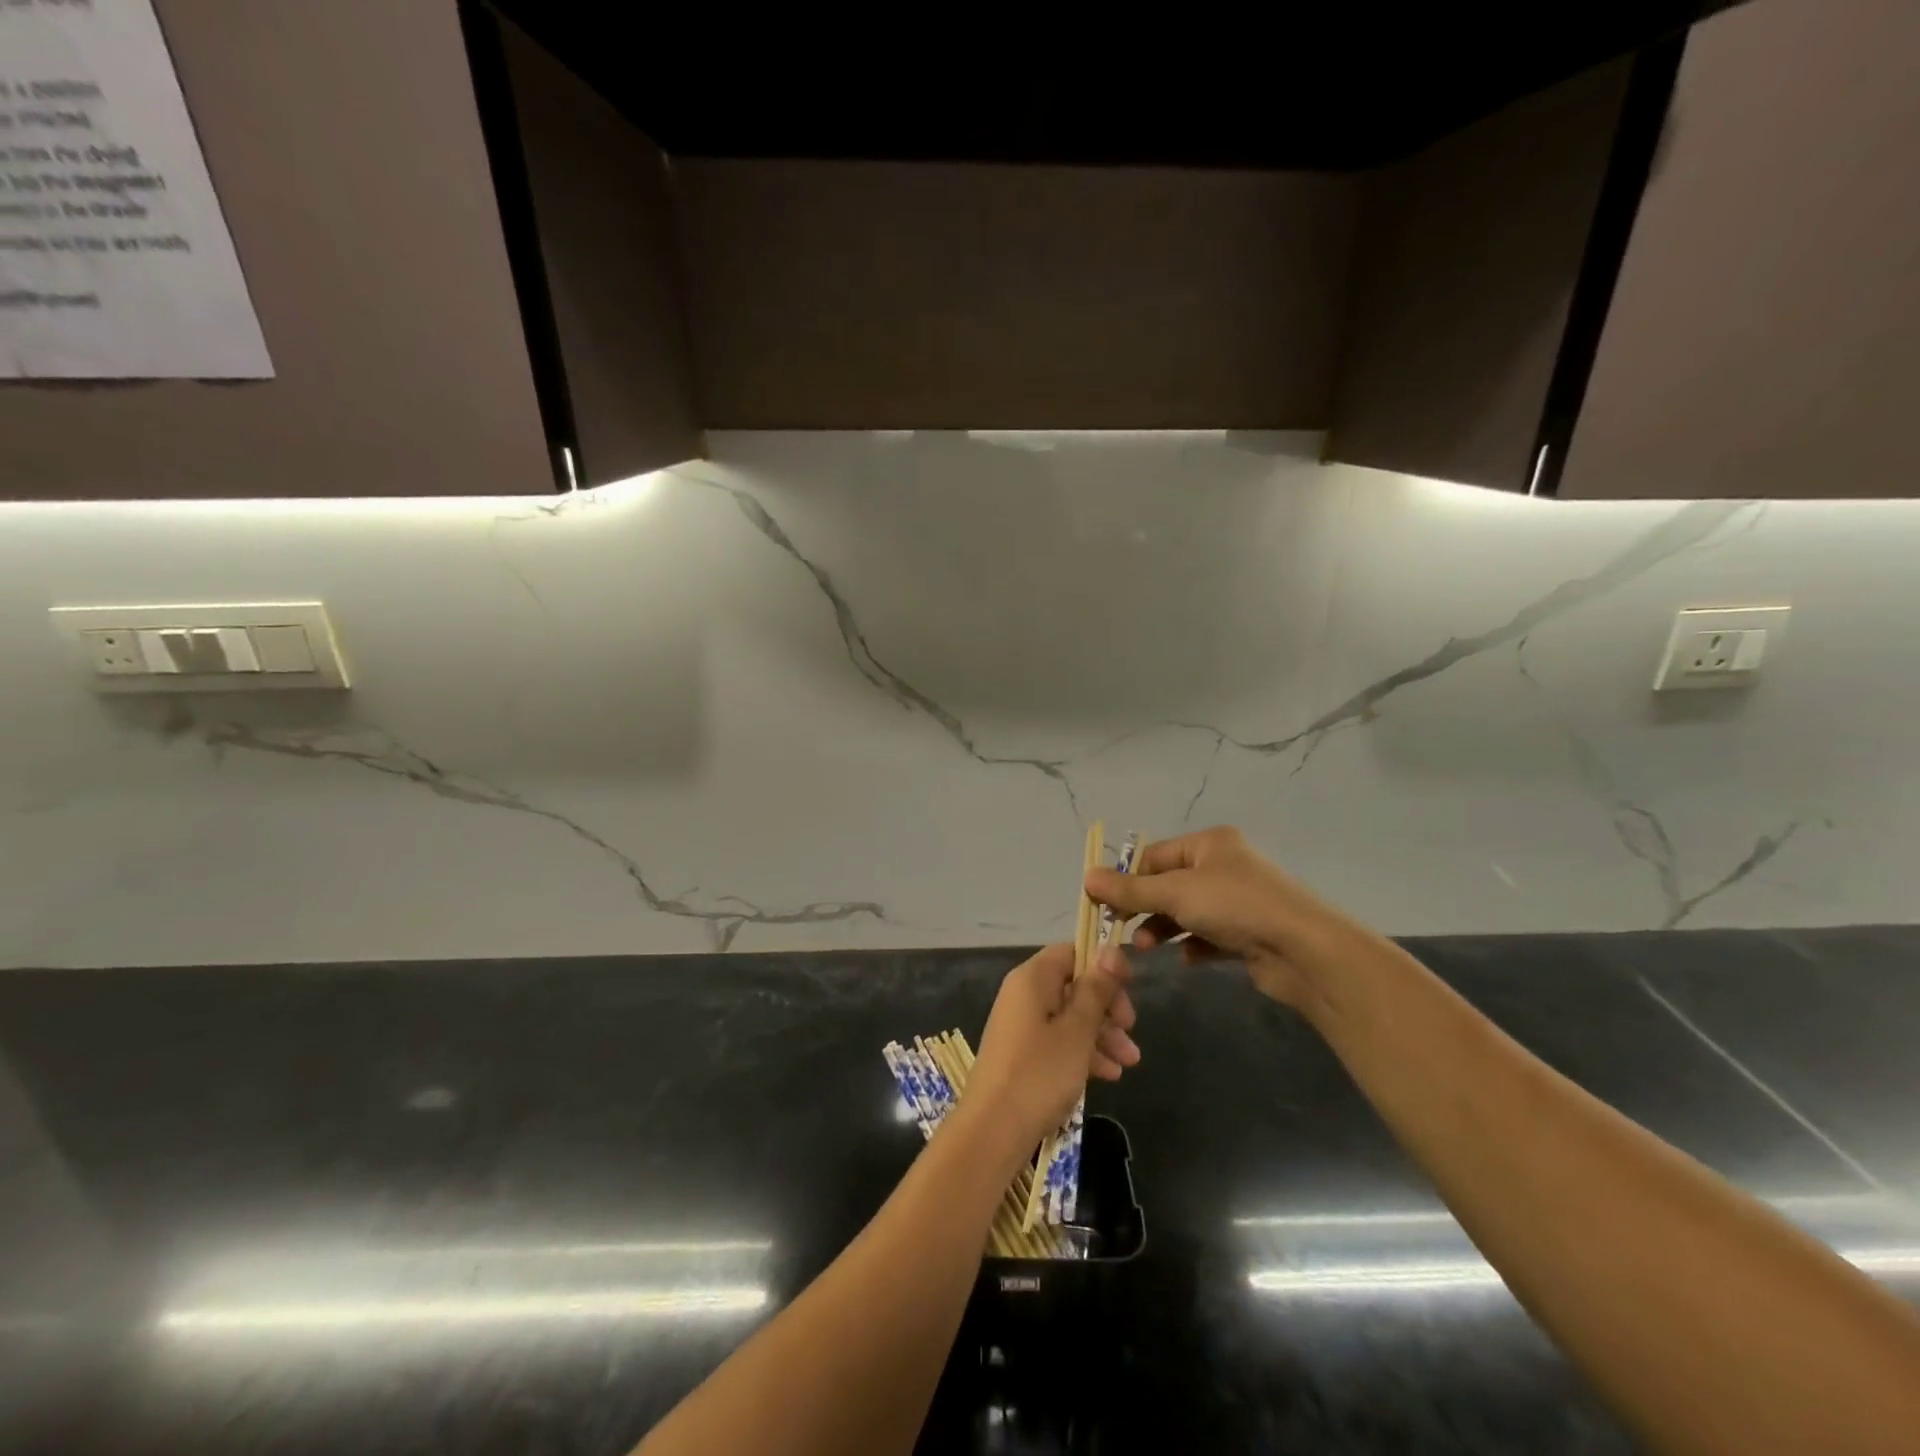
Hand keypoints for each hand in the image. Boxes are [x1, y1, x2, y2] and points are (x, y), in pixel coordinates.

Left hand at [964, 943, 1139, 1146]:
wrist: (993, 1131)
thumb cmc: (1039, 1074)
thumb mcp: (1077, 1030)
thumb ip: (1096, 990)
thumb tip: (1111, 949)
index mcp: (1033, 979)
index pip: (1072, 952)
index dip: (1103, 966)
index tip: (1130, 990)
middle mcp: (1024, 995)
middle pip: (1073, 985)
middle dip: (1107, 1008)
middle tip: (1131, 1032)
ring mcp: (1021, 1025)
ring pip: (1069, 1017)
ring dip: (1101, 1035)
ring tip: (1129, 1063)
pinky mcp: (1022, 1054)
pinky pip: (1058, 1041)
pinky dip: (1083, 1052)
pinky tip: (1109, 1075)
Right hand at [1083, 826, 1368, 1008]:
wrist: (1304, 950)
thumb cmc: (1236, 906)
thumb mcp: (1175, 893)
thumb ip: (1130, 889)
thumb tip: (1086, 877)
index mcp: (1209, 844)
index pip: (1154, 856)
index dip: (1126, 879)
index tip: (1102, 904)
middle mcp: (1224, 866)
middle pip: (1168, 884)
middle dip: (1144, 908)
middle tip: (1120, 930)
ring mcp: (1238, 900)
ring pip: (1186, 912)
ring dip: (1163, 929)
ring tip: (1147, 950)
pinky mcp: (1248, 933)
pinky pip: (1208, 936)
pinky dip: (1193, 946)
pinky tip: (1186, 960)